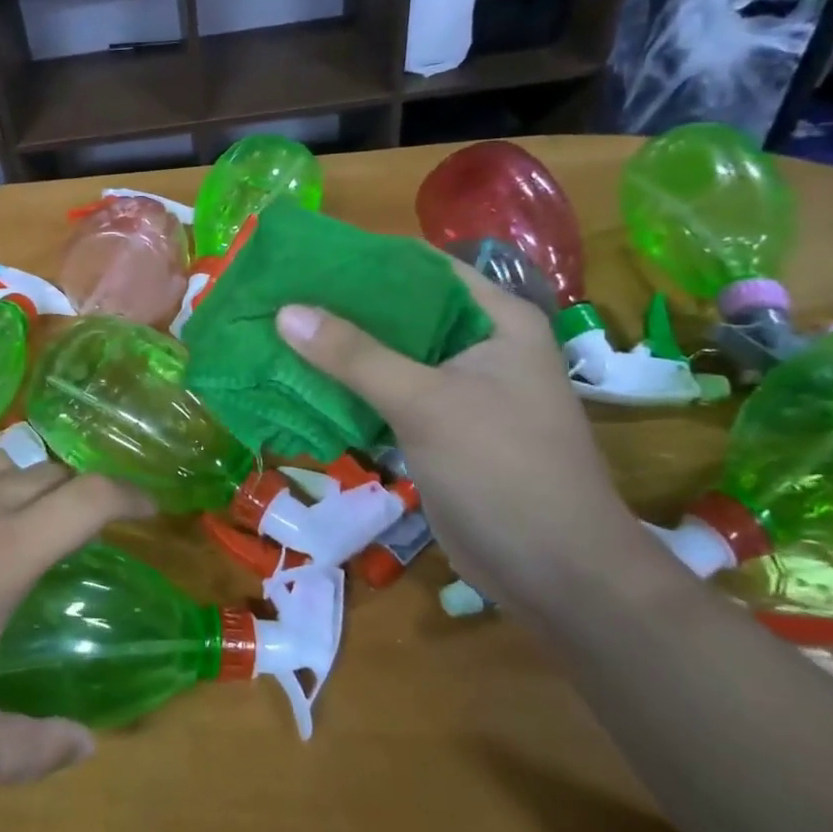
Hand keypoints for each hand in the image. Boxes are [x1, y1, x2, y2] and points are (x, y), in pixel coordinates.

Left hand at [0, 450, 152, 792]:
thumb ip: (32, 751)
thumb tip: (87, 745)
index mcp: (3, 552)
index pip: (89, 497)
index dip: (131, 494)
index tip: (151, 506)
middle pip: (48, 470)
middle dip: (80, 488)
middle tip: (91, 518)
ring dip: (27, 476)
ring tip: (29, 508)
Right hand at [275, 262, 648, 613]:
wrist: (555, 573)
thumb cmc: (503, 469)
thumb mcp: (426, 402)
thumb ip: (355, 356)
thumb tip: (286, 311)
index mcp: (495, 319)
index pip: (422, 267)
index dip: (365, 257)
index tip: (305, 258)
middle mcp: (478, 346)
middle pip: (400, 311)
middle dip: (342, 306)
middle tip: (279, 297)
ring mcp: (459, 390)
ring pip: (389, 356)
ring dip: (340, 350)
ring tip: (277, 333)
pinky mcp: (438, 429)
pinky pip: (386, 395)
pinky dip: (348, 390)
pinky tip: (300, 383)